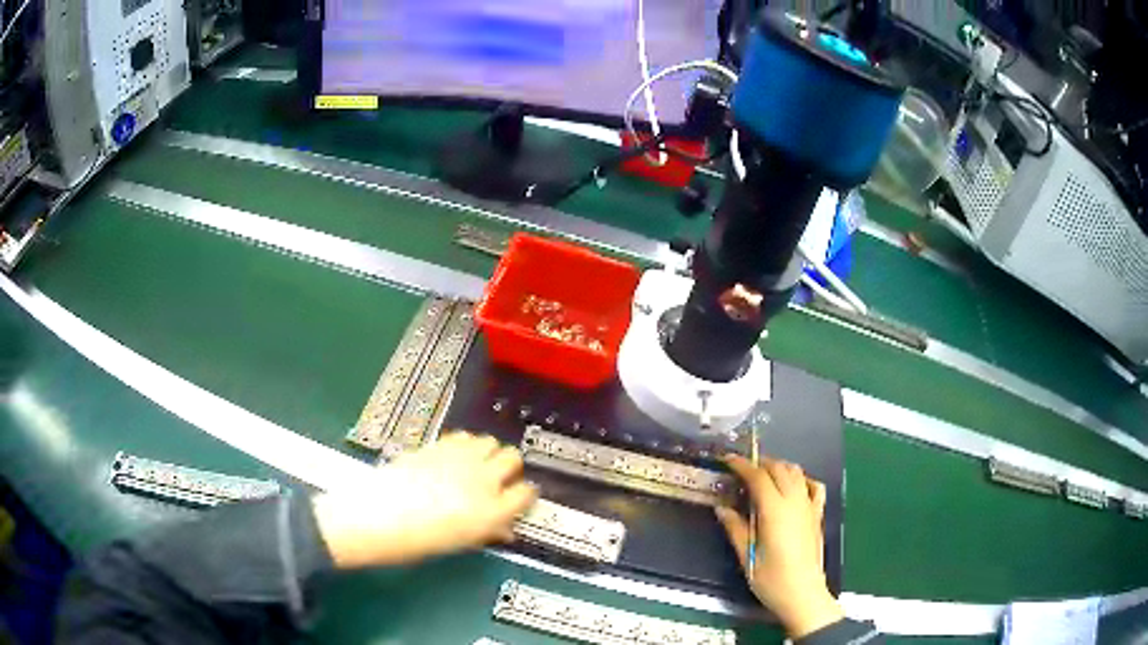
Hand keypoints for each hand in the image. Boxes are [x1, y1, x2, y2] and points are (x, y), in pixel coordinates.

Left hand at [313, 432, 537, 568]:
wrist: (376, 515)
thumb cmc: (418, 541)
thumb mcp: (459, 543)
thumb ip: (487, 531)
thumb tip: (503, 529)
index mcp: (492, 511)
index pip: (526, 493)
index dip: (524, 494)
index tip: (518, 497)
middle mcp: (483, 480)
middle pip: (512, 458)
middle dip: (509, 467)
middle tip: (496, 478)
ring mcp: (460, 459)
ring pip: (490, 441)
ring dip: (488, 453)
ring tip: (475, 465)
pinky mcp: (439, 445)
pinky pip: (464, 436)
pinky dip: (465, 445)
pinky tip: (453, 457)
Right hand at [715, 456, 842, 638]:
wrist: (803, 594)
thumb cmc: (771, 579)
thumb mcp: (746, 557)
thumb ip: (735, 529)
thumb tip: (721, 508)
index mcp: (774, 510)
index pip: (758, 477)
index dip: (741, 465)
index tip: (727, 460)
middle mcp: (794, 501)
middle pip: (778, 468)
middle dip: (759, 464)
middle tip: (741, 471)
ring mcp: (809, 506)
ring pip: (796, 472)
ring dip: (779, 468)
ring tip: (763, 476)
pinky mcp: (818, 515)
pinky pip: (814, 486)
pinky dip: (802, 479)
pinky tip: (793, 487)